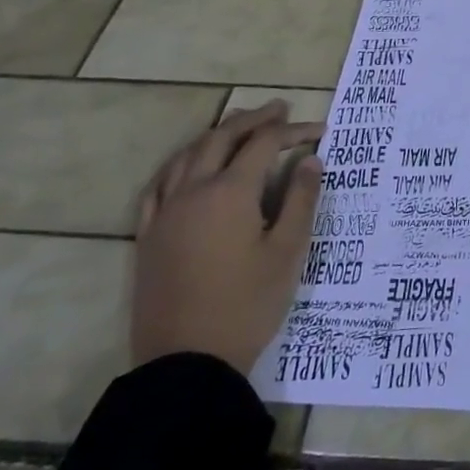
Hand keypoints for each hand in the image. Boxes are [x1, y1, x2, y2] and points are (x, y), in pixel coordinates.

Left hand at [131, 101, 322, 375]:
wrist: (187, 361)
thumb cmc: (247, 304)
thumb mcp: (288, 252)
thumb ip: (301, 200)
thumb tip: (310, 160)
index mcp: (230, 192)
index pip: (264, 144)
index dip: (292, 131)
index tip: (320, 130)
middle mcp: (193, 192)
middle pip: (221, 139)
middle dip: (253, 120)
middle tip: (279, 109)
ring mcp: (165, 213)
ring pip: (187, 156)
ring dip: (215, 134)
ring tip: (237, 126)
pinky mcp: (149, 236)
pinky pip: (159, 186)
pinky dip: (179, 165)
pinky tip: (187, 166)